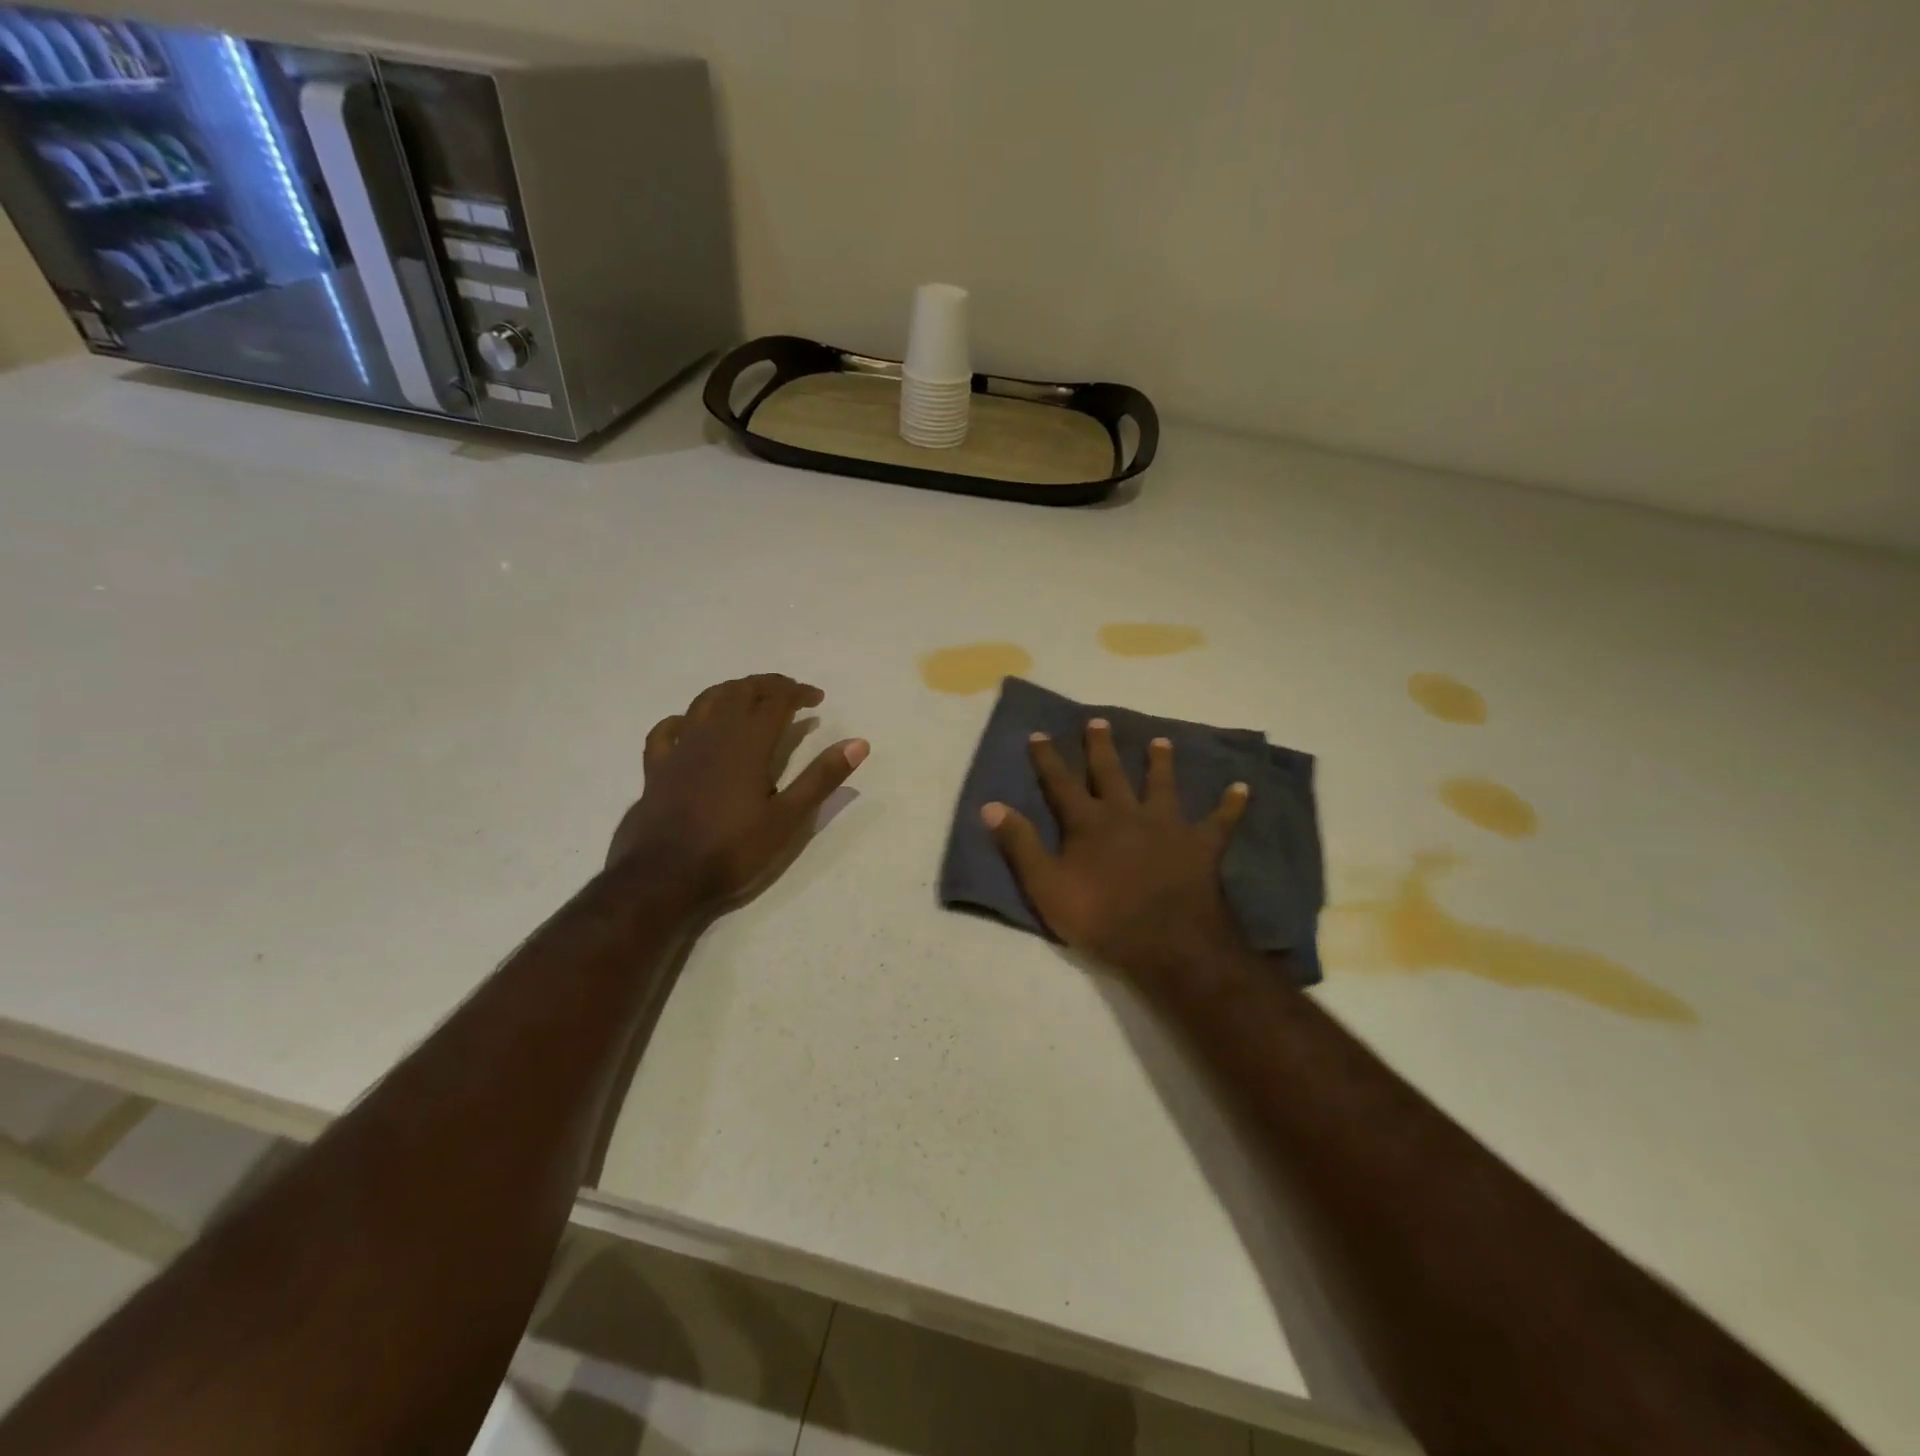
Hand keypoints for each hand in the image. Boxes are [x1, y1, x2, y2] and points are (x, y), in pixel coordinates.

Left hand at [608, 675, 867, 911]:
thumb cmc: (733, 850)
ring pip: (706, 701)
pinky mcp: (657, 768)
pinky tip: (691, 724)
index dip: (798, 693)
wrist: (663, 878)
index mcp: (748, 743)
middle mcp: (713, 734)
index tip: (817, 699)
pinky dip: (685, 718)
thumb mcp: (788, 818)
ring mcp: (680, 748)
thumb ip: (821, 777)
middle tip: (789, 694)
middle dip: (767, 686)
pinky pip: (667, 730)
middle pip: (740, 692)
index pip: (776, 700)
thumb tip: (858, 743)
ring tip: (749, 697)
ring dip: (731, 691)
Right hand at [982, 720, 1250, 987]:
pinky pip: (1219, 821)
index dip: (1048, 758)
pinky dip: (1231, 805)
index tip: (1039, 733)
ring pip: (1162, 785)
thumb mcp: (1045, 886)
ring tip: (1161, 740)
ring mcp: (1167, 826)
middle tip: (1100, 721)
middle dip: (1101, 747)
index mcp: (1088, 823)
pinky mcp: (1200, 845)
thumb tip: (990, 805)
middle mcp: (1126, 813)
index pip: (1061, 783)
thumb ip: (1020, 844)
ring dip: (1160, 762)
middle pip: (1111, 773)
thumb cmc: (1100, 917)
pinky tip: (1243, 788)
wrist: (1166, 942)